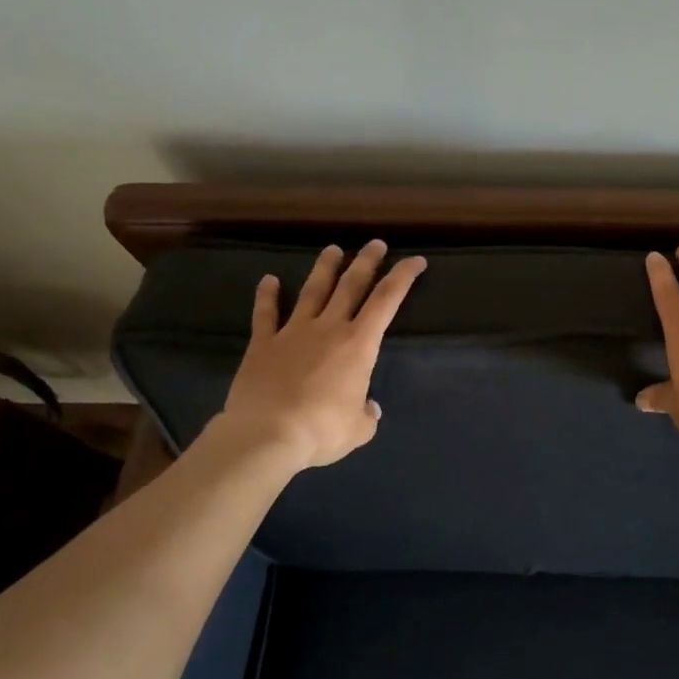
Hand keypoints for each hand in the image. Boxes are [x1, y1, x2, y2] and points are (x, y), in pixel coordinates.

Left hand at [216, 240, 426, 468]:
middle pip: (351, 285)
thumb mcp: (358, 430)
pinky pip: (265, 314)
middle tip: (376, 244)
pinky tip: (269, 280)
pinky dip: (267, 296)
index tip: (415, 261)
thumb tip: (367, 408)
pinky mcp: (263, 344)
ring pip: (313, 291)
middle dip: (366, 262)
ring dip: (324, 269)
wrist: (266, 435)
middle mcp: (329, 328)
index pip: (387, 301)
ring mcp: (293, 332)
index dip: (403, 277)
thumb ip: (366, 414)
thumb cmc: (322, 430)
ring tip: (333, 249)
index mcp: (359, 344)